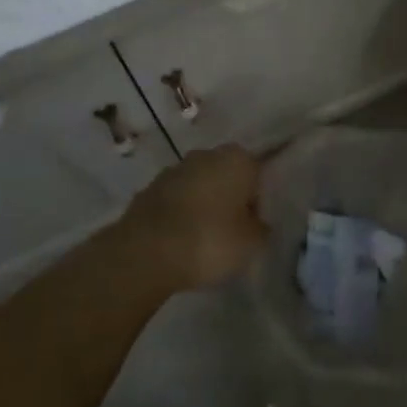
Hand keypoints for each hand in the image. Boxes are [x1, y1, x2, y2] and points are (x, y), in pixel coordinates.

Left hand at [120, 145, 266, 292]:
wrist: (146, 251)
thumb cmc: (209, 241)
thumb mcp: (250, 244)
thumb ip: (260, 228)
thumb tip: (258, 223)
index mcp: (237, 159)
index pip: (257, 173)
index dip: (257, 199)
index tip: (253, 224)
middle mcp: (207, 154)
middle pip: (226, 174)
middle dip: (229, 196)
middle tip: (231, 230)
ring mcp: (175, 168)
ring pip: (199, 184)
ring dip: (203, 203)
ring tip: (203, 238)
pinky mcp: (150, 187)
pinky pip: (176, 198)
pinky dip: (180, 212)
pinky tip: (180, 239)